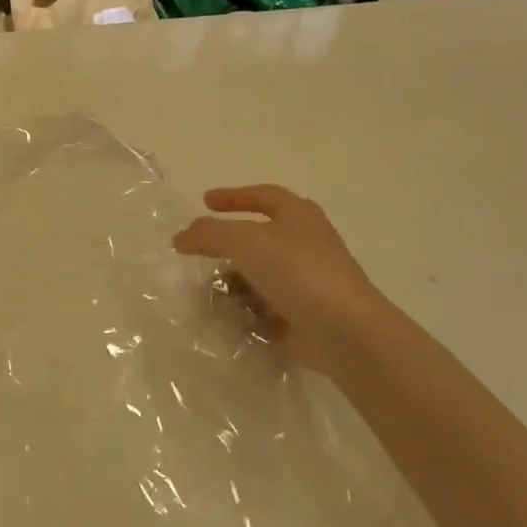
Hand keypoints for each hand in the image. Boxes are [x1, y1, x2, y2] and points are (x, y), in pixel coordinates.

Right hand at [173, 185, 392, 374]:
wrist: (345, 332)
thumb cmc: (297, 272)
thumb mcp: (244, 241)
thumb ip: (208, 233)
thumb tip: (182, 237)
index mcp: (298, 216)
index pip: (263, 195)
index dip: (233, 196)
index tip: (204, 201)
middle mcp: (305, 243)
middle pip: (257, 238)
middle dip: (225, 246)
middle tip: (197, 251)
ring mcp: (306, 281)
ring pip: (258, 275)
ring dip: (231, 282)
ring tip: (206, 293)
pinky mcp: (304, 314)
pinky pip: (265, 306)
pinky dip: (245, 310)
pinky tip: (227, 318)